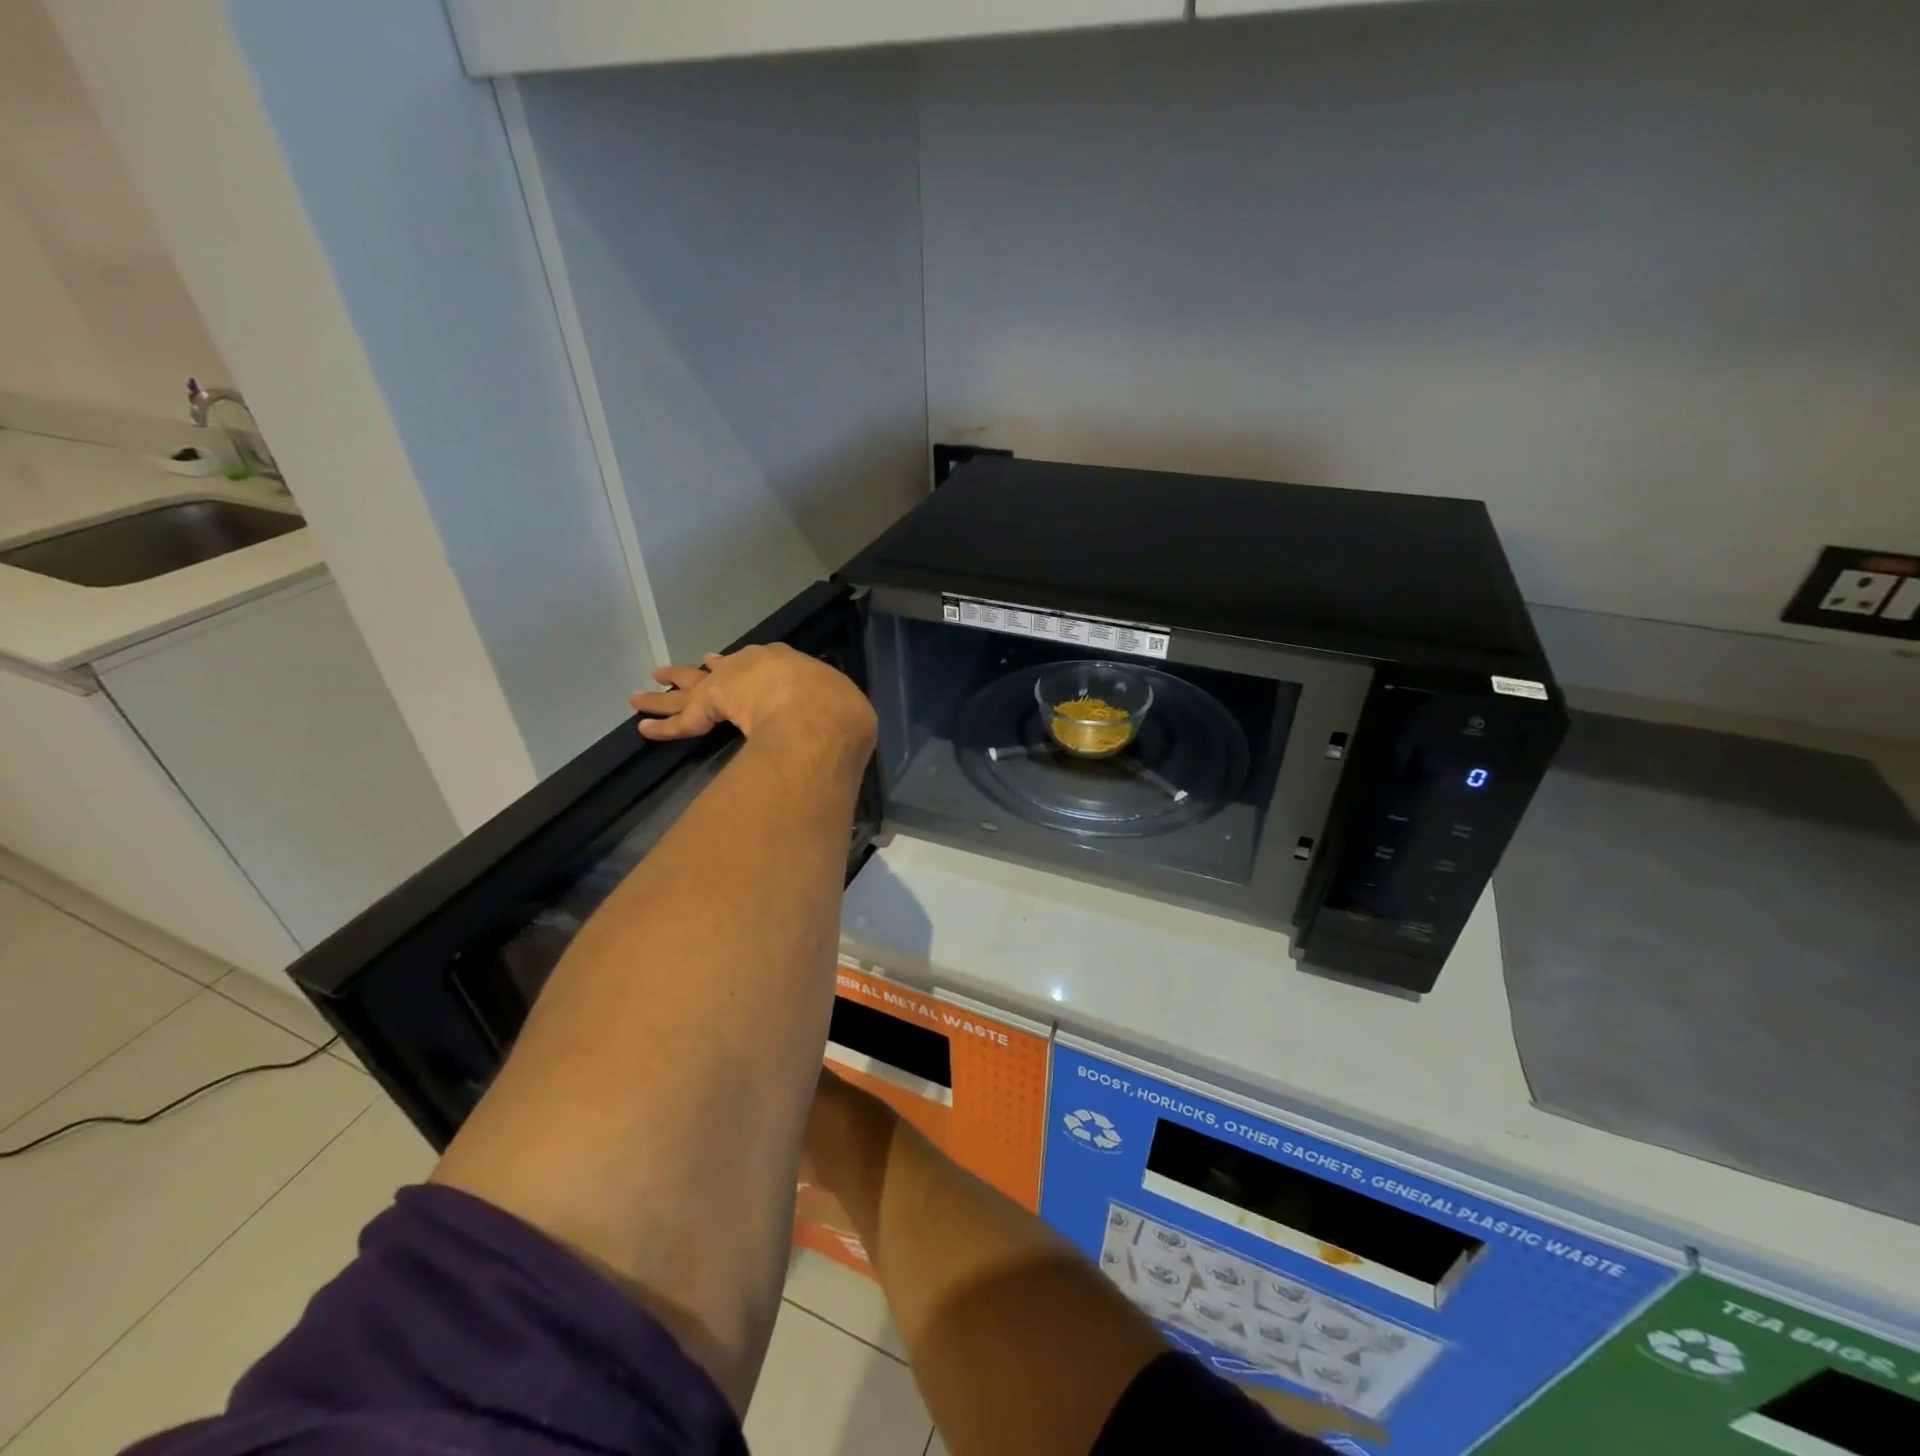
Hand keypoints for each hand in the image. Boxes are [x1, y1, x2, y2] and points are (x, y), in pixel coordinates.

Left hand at [630, 644, 875, 744]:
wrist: (819, 711)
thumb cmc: (834, 705)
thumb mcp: (838, 704)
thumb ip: (833, 710)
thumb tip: (850, 726)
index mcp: (786, 665)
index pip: (754, 664)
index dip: (735, 667)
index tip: (719, 664)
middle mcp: (752, 667)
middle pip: (715, 673)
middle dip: (694, 675)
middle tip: (670, 673)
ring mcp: (727, 685)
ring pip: (690, 694)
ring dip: (665, 697)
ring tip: (640, 695)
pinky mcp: (709, 708)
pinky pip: (682, 722)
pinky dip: (664, 726)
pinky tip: (643, 727)